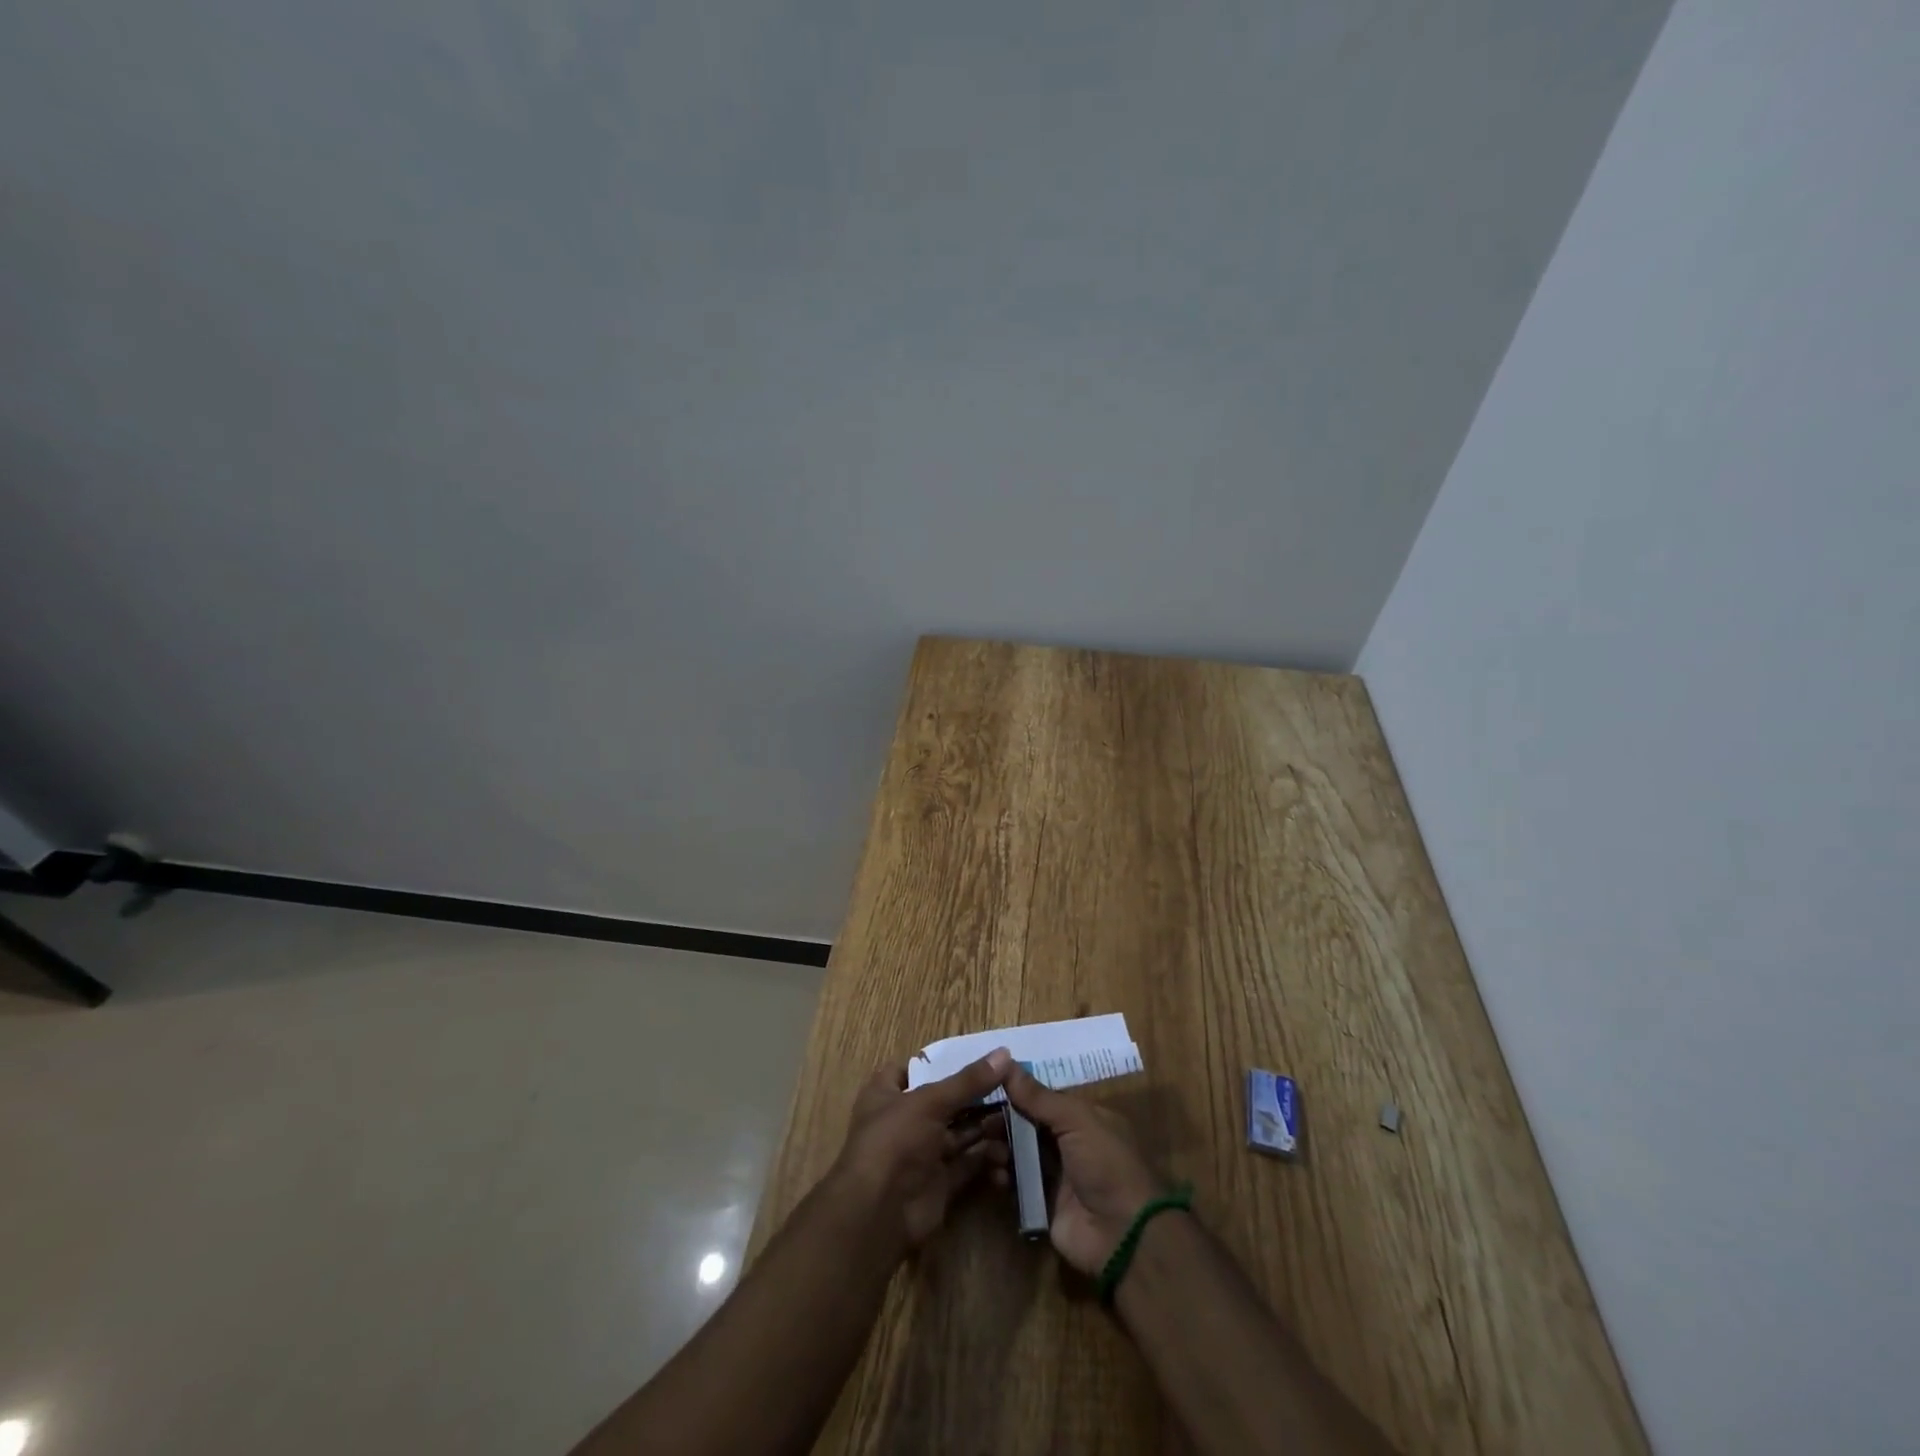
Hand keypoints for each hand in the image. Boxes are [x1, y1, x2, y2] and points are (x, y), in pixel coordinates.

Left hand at [829, 1049, 1013, 1253]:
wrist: (878, 1216)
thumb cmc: (895, 1142)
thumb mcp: (930, 1102)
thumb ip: (968, 1081)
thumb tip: (1004, 1053)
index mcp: (888, 1094)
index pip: (913, 1069)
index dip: (943, 1063)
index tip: (980, 1057)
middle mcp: (905, 1121)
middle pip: (947, 1102)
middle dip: (979, 1097)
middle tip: (1015, 1088)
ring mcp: (923, 1153)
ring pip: (962, 1133)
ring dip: (988, 1129)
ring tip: (1020, 1122)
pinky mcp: (940, 1183)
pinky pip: (969, 1165)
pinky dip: (989, 1161)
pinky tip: (1008, 1159)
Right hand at [1004, 1065, 1165, 1274]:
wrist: (1122, 1235)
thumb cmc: (1105, 1164)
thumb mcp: (1076, 1121)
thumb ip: (1039, 1096)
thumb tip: (1006, 1061)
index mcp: (1084, 1119)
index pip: (1044, 1099)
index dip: (1018, 1092)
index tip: (987, 1086)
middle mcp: (1070, 1144)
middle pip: (1029, 1125)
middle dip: (1005, 1121)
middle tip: (980, 1120)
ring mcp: (1057, 1175)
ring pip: (1021, 1153)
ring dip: (1002, 1147)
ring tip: (986, 1147)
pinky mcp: (1043, 1204)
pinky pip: (1018, 1184)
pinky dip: (1005, 1176)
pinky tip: (995, 1173)